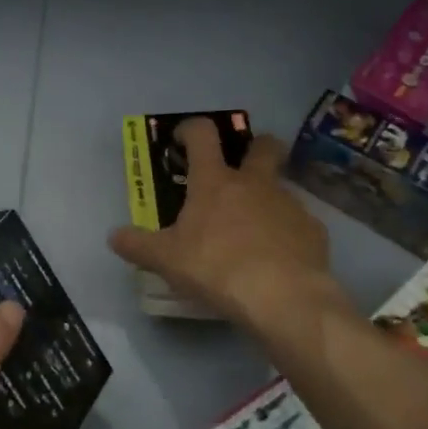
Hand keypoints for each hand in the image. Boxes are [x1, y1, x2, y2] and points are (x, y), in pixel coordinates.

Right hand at [109, 117, 351, 345]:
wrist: (284, 298)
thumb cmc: (216, 267)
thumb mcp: (166, 260)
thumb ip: (138, 245)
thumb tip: (113, 237)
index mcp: (215, 181)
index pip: (203, 134)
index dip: (192, 129)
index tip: (184, 139)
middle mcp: (254, 183)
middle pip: (263, 146)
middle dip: (255, 148)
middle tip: (242, 168)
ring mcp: (289, 204)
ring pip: (281, 187)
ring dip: (268, 198)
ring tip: (254, 229)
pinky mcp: (314, 232)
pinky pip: (299, 224)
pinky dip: (287, 233)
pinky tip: (278, 258)